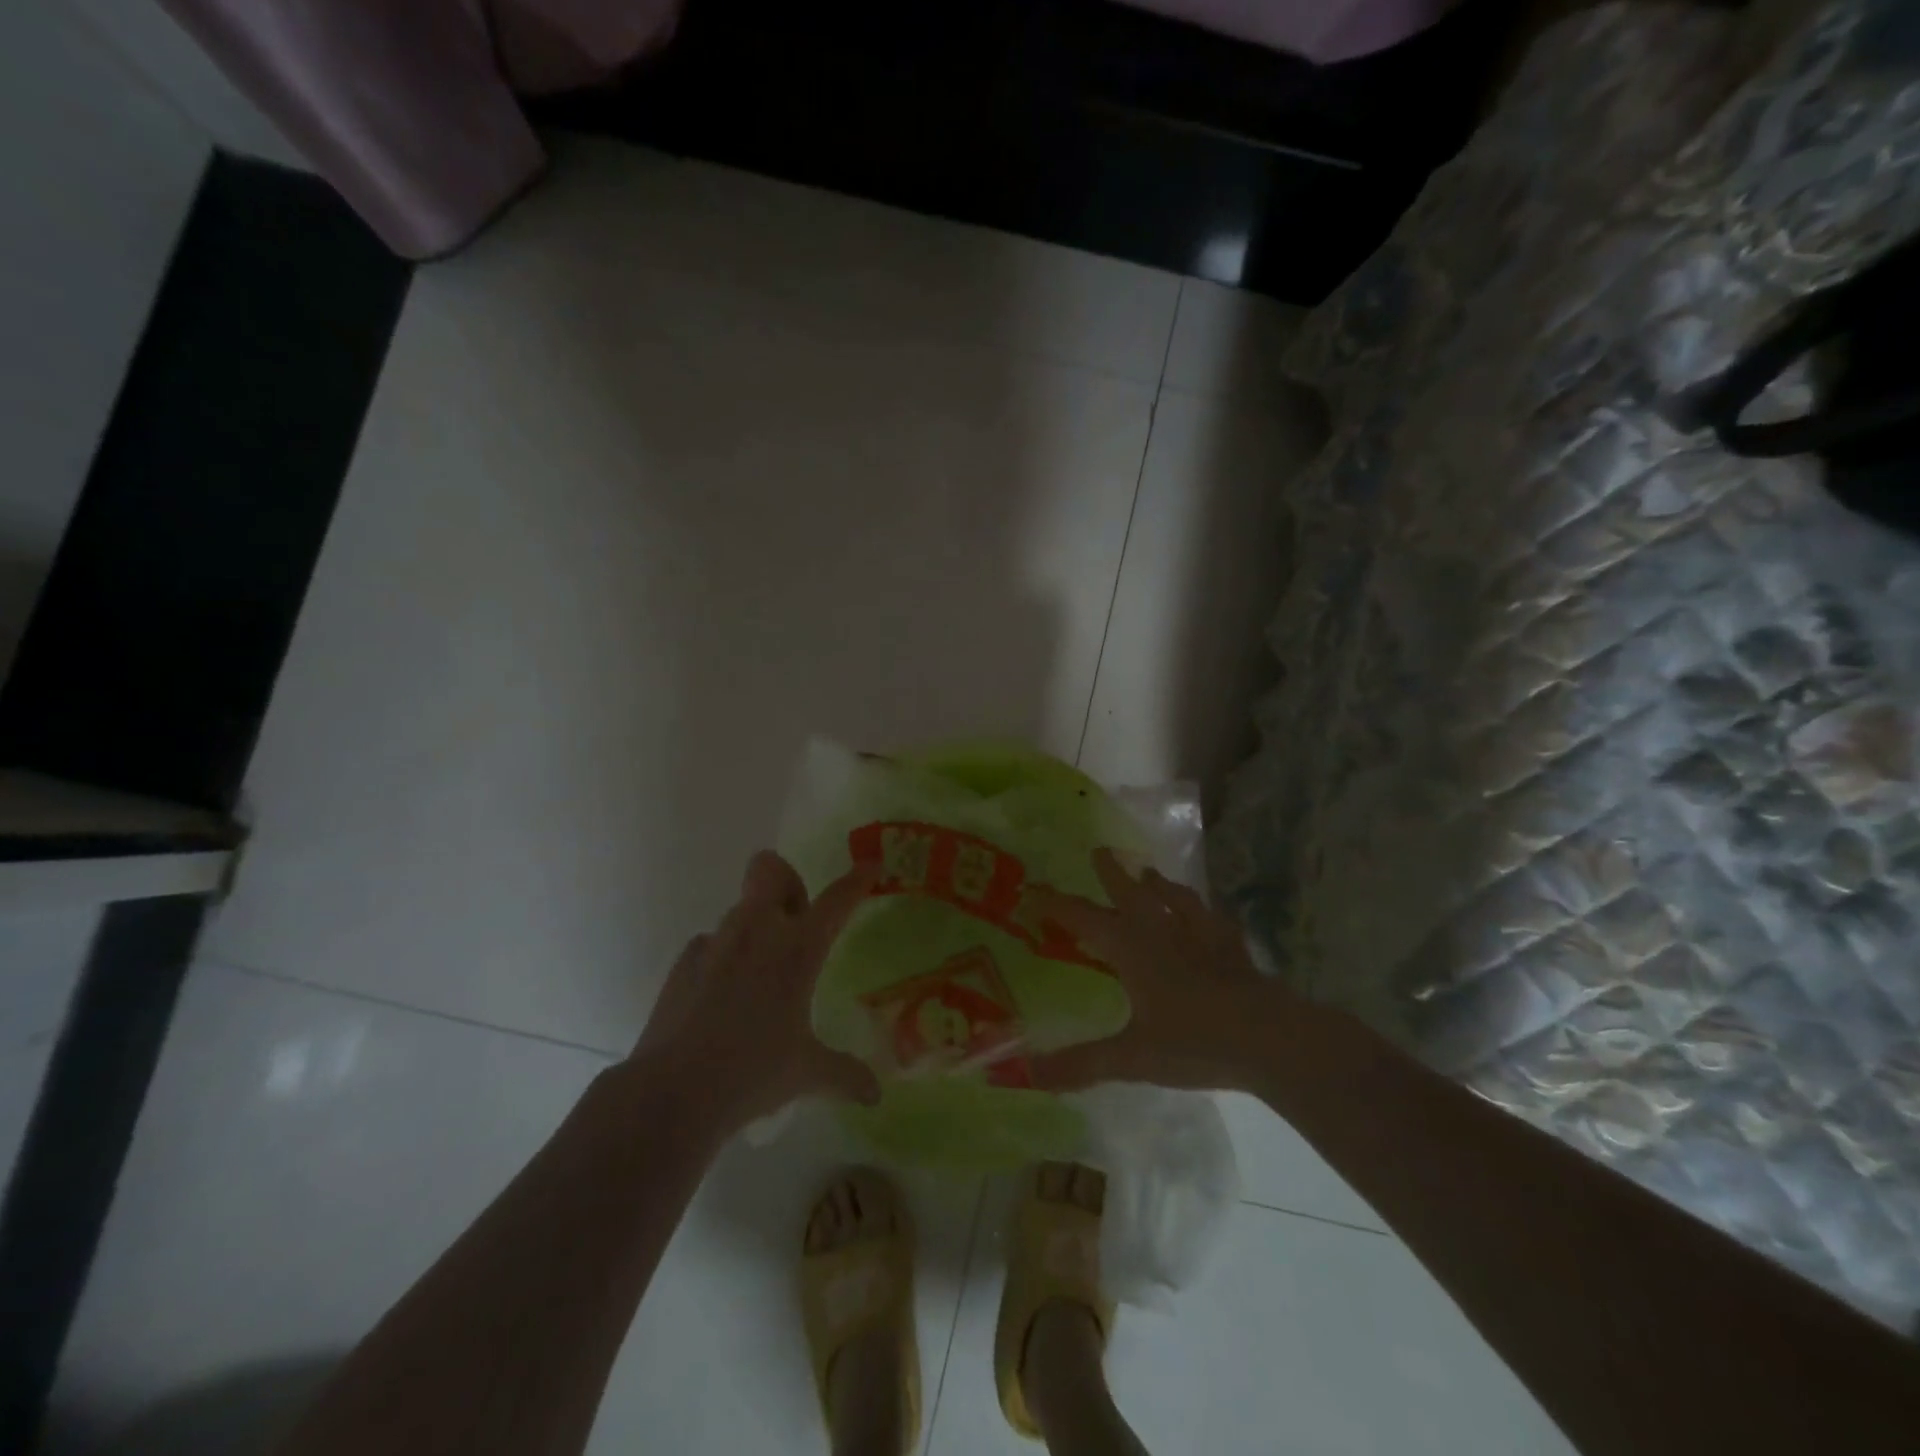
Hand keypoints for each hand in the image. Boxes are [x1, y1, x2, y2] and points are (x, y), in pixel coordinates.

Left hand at [628, 851, 879, 1130]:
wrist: (673, 1092)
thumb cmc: (753, 1072)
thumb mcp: (807, 1073)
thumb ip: (845, 1074)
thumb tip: (875, 1095)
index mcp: (798, 948)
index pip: (837, 899)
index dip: (857, 879)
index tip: (870, 867)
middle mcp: (758, 930)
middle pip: (771, 869)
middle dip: (788, 881)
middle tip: (797, 920)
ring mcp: (716, 942)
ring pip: (741, 907)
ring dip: (757, 923)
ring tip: (761, 971)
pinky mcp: (684, 962)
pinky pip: (711, 942)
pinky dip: (723, 956)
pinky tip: (723, 995)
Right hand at [1027, 849, 1295, 1093]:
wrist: (1269, 1039)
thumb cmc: (1195, 1041)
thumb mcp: (1132, 1057)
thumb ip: (1082, 1063)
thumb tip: (1030, 1073)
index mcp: (1133, 950)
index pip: (1086, 919)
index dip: (1059, 905)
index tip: (1036, 891)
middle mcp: (1163, 932)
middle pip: (1132, 894)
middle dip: (1112, 873)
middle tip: (1100, 851)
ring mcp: (1202, 936)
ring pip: (1175, 899)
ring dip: (1158, 884)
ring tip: (1150, 873)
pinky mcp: (1233, 949)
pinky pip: (1214, 921)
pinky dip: (1204, 913)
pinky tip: (1209, 917)